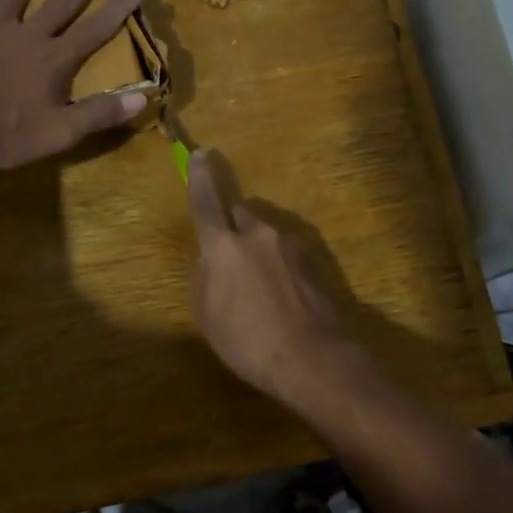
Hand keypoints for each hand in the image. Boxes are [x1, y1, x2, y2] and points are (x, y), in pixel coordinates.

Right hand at [186, 149, 358, 406]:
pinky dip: (278, 267)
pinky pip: (285, 254)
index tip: (199, 154)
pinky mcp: (313, 262)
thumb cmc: (246, 340)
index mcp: (223, 245)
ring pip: (265, 236)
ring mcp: (290, 246)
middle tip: (230, 261)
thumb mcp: (206, 313)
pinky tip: (281, 299)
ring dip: (257, 251)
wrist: (311, 358)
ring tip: (258, 292)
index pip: (206, 201)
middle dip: (233, 228)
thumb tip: (212, 258)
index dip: (200, 177)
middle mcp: (258, 234)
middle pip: (240, 215)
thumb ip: (205, 275)